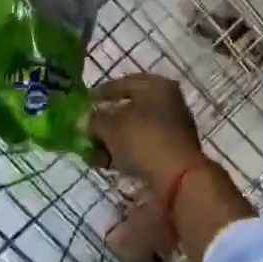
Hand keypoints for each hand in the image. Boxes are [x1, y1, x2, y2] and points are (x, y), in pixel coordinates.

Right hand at [88, 74, 203, 196]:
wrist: (179, 178)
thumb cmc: (144, 140)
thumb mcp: (111, 126)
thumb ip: (95, 120)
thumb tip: (85, 121)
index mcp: (157, 85)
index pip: (123, 83)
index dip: (101, 93)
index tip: (83, 103)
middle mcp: (168, 101)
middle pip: (130, 108)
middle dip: (106, 121)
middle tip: (87, 131)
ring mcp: (173, 127)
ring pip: (136, 130)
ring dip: (114, 140)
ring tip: (94, 153)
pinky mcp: (173, 151)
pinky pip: (143, 147)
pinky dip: (126, 153)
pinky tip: (109, 164)